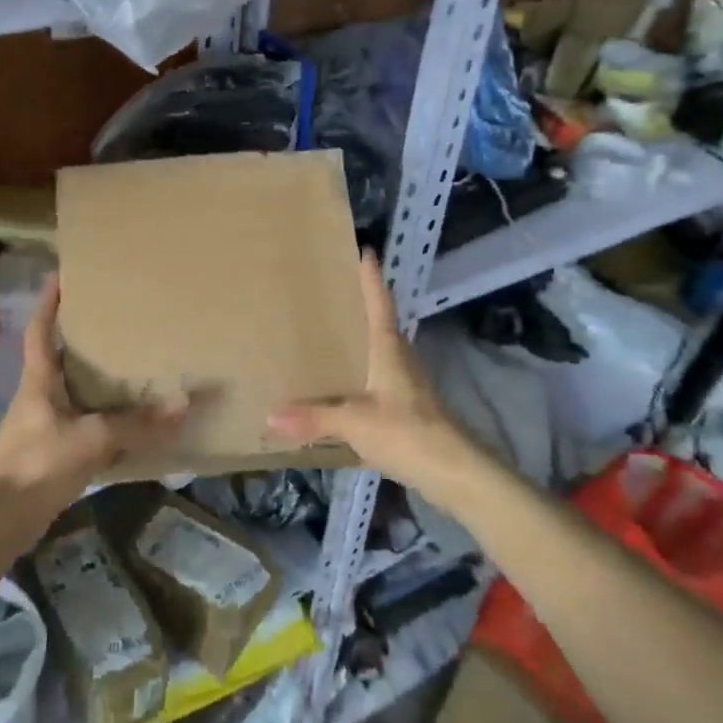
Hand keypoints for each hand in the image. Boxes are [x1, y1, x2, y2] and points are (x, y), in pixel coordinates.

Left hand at [0, 276, 187, 512]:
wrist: (3, 519)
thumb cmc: (39, 463)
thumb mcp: (92, 438)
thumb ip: (137, 423)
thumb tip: (184, 403)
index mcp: (38, 381)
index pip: (39, 330)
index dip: (48, 302)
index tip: (60, 276)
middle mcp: (37, 396)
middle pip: (56, 357)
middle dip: (78, 337)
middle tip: (111, 319)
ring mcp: (42, 424)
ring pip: (70, 391)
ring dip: (91, 378)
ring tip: (125, 363)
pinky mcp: (50, 451)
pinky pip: (80, 421)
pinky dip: (100, 415)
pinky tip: (124, 420)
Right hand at [268, 252, 479, 493]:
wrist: (453, 471)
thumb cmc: (406, 432)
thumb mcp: (354, 423)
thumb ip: (313, 418)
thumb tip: (270, 415)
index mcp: (388, 350)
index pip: (379, 304)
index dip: (371, 279)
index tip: (365, 251)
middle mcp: (400, 360)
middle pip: (380, 326)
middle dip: (360, 309)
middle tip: (331, 296)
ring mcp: (408, 385)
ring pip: (380, 355)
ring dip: (360, 345)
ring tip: (330, 341)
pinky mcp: (410, 409)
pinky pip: (379, 382)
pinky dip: (360, 378)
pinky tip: (343, 391)